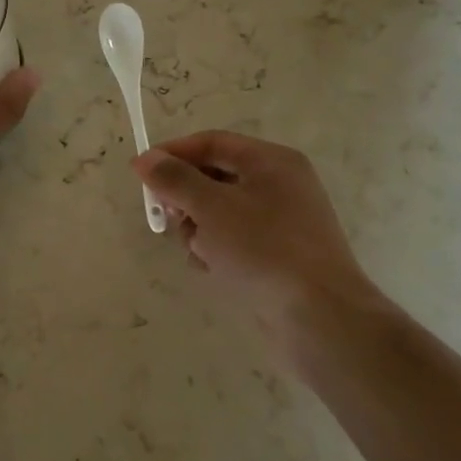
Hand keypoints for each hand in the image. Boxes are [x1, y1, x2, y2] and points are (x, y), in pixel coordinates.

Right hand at [133, 131, 390, 368]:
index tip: (140, 173)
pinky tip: (214, 269)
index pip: (212, 142)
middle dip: (186, 197)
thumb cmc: (264, 250)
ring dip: (199, 229)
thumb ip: (175, 179)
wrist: (320, 318)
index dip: (173, 153)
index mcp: (271, 161)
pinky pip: (234, 240)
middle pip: (214, 177)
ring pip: (220, 212)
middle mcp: (279, 185)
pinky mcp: (278, 255)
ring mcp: (281, 222)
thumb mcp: (211, 207)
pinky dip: (217, 251)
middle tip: (169, 218)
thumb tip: (145, 158)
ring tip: (200, 252)